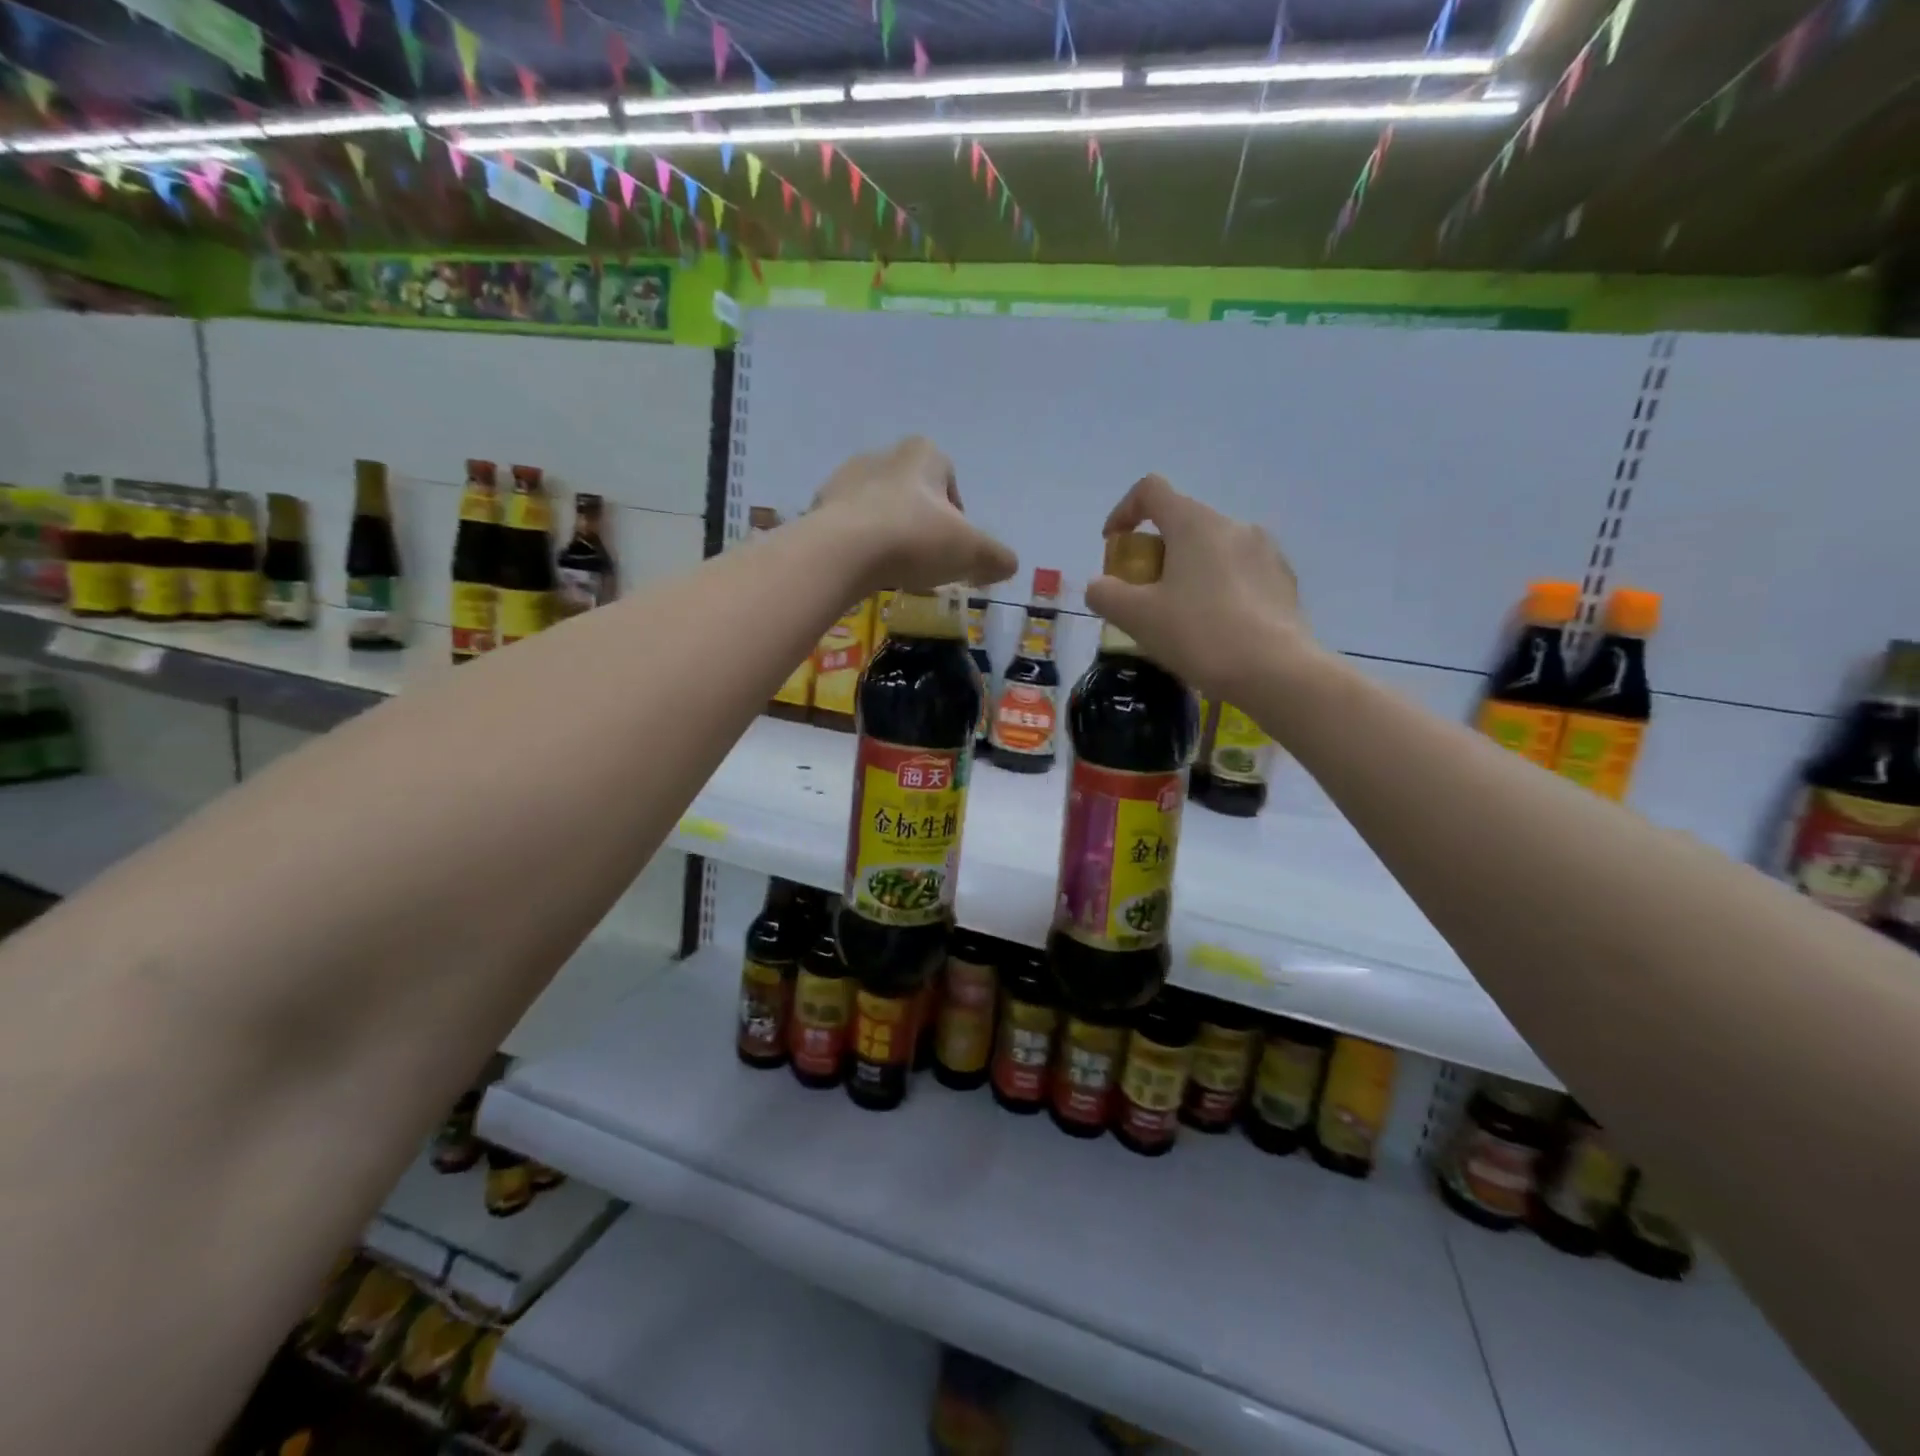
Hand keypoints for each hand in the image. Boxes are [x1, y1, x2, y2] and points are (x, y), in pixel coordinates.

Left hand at [811, 437, 1017, 593]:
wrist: (841, 552)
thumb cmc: (914, 539)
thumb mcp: (971, 552)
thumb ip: (995, 557)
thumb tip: (1007, 564)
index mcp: (922, 454)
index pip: (949, 479)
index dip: (956, 515)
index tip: (954, 546)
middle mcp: (882, 455)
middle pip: (912, 494)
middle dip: (920, 524)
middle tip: (925, 562)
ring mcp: (845, 479)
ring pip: (879, 509)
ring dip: (889, 534)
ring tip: (893, 570)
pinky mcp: (818, 507)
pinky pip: (848, 527)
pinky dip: (859, 546)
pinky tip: (863, 572)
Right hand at [1085, 474, 1312, 699]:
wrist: (1275, 672)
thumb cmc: (1199, 634)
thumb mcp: (1137, 618)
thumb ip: (1106, 594)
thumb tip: (1099, 586)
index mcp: (1194, 524)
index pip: (1151, 490)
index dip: (1124, 511)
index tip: (1114, 545)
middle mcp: (1233, 525)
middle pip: (1182, 523)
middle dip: (1155, 552)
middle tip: (1143, 594)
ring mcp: (1265, 551)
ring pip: (1212, 550)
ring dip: (1188, 571)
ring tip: (1180, 615)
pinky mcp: (1283, 580)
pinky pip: (1239, 573)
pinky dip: (1217, 589)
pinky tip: (1215, 628)